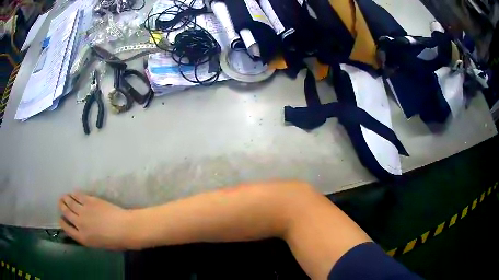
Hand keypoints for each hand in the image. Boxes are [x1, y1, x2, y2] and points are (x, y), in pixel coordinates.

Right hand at [58, 192, 131, 249]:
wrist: (124, 228)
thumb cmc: (115, 241)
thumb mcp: (98, 244)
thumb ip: (87, 237)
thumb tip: (81, 230)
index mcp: (82, 238)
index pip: (67, 229)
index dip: (62, 222)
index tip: (60, 218)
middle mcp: (79, 223)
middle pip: (66, 213)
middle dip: (62, 207)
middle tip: (60, 203)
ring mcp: (83, 211)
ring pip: (70, 202)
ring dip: (65, 199)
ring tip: (64, 197)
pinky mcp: (89, 200)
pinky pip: (78, 195)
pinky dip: (74, 194)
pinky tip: (73, 193)